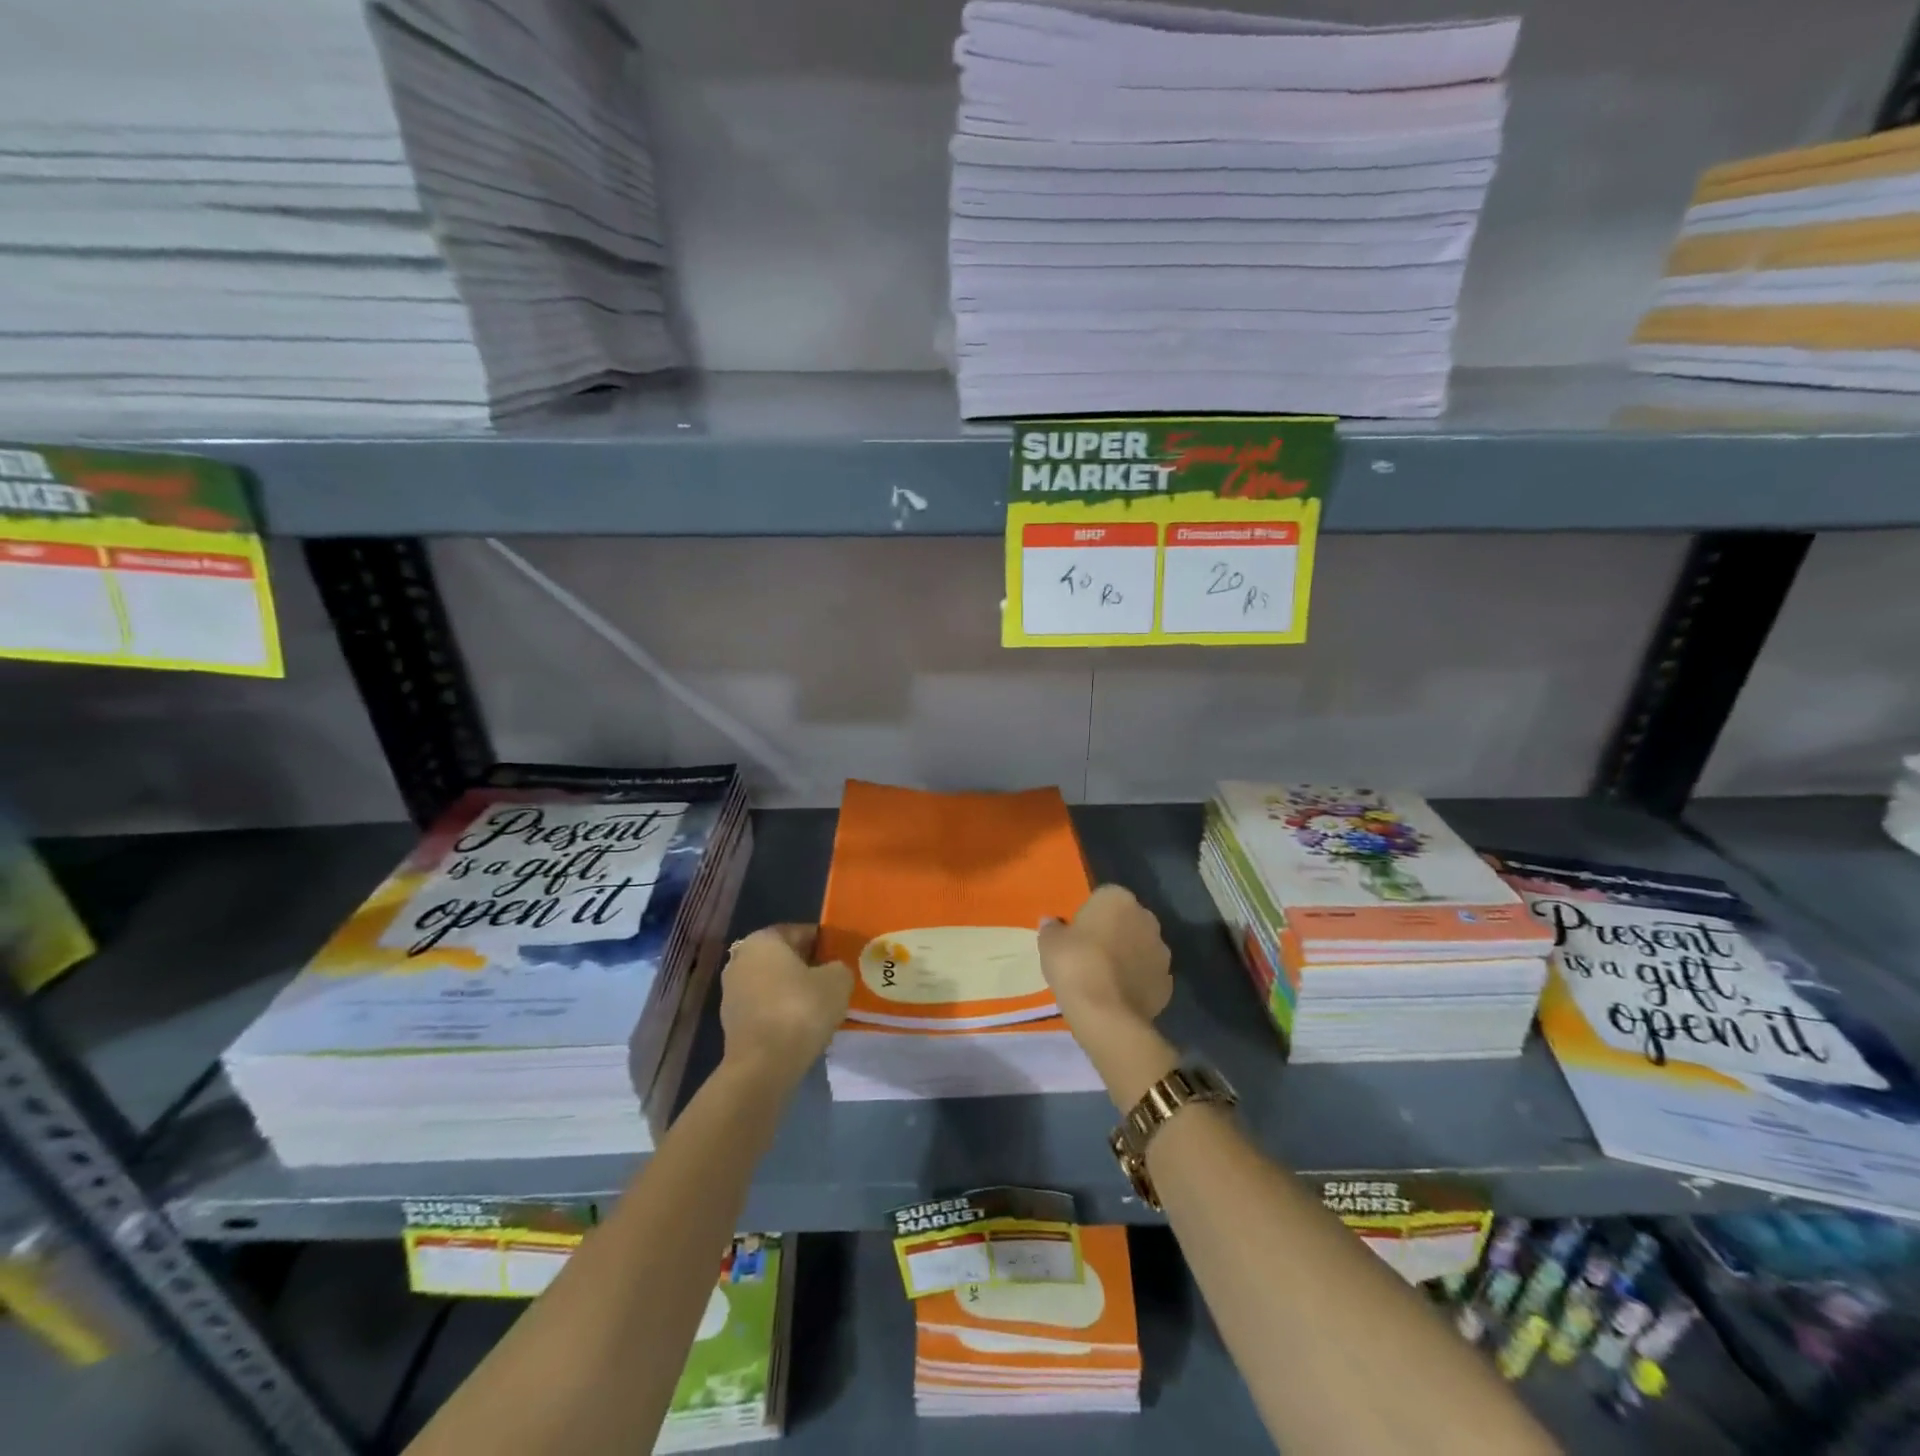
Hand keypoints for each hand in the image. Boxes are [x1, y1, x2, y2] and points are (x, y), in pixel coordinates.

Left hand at [718, 924, 852, 1089]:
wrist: (763, 1065)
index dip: (826, 943)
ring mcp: (732, 993)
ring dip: (795, 992)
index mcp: (762, 940)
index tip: (843, 957)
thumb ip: (839, 967)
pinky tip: (803, 1026)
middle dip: (809, 967)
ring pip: (774, 984)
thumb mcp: (837, 980)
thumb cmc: (800, 1009)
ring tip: (822, 1006)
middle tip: (835, 980)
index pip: (801, 932)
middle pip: (784, 958)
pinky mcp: (732, 1023)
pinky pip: (766, 1008)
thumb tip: (833, 972)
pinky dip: (783, 1012)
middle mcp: (741, 960)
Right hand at [1038, 885, 1172, 1035]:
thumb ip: (1051, 928)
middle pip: (1126, 921)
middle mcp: (1146, 918)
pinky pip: (1147, 975)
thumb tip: (1050, 922)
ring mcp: (1161, 952)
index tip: (1076, 934)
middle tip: (1088, 954)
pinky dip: (1136, 982)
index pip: (1103, 898)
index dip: (1088, 916)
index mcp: (1118, 899)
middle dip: (1113, 933)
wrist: (1106, 1013)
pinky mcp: (1168, 983)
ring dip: (1127, 957)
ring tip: (1103, 978)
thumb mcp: (1049, 943)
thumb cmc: (1075, 964)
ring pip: (1140, 948)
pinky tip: (1117, 996)